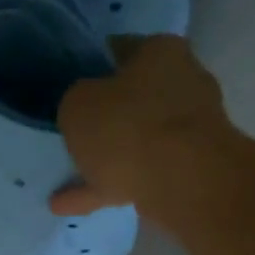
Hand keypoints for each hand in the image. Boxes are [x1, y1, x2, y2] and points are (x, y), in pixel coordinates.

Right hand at [51, 34, 233, 219]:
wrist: (182, 181)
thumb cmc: (127, 127)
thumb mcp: (78, 104)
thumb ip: (76, 101)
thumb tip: (84, 107)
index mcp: (160, 52)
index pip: (120, 50)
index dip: (92, 67)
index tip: (71, 85)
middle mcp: (183, 83)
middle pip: (133, 98)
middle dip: (106, 115)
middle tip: (73, 130)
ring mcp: (189, 129)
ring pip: (135, 141)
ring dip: (103, 159)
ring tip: (64, 177)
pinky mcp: (189, 168)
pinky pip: (137, 175)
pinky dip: (107, 187)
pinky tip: (71, 204)